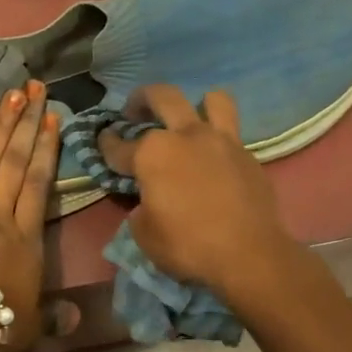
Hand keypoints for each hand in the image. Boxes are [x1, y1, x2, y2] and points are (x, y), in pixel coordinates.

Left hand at [0, 80, 58, 351]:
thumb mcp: (31, 326)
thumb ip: (54, 317)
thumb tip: (79, 318)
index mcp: (24, 239)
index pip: (38, 185)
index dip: (46, 150)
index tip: (53, 119)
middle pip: (13, 164)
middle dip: (26, 125)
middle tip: (34, 88)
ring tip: (7, 96)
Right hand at [119, 84, 295, 302]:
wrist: (249, 255)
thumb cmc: (187, 246)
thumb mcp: (144, 234)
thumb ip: (141, 208)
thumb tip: (148, 201)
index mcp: (152, 154)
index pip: (118, 146)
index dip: (106, 145)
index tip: (102, 142)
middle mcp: (185, 136)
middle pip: (161, 97)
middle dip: (141, 100)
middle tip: (134, 111)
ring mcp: (221, 141)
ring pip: (212, 100)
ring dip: (196, 104)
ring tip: (189, 119)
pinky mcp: (248, 155)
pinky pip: (231, 133)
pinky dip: (219, 139)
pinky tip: (212, 158)